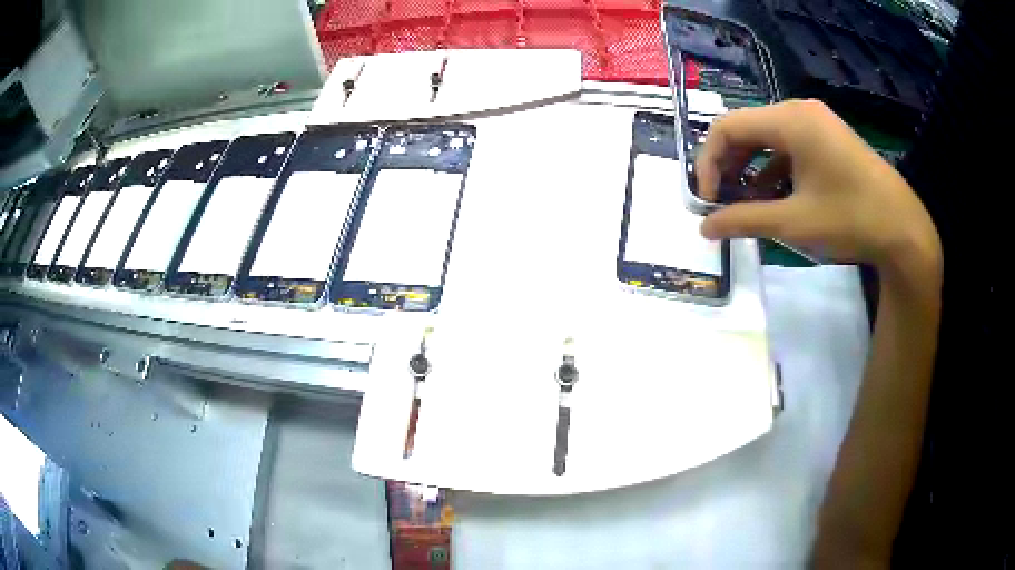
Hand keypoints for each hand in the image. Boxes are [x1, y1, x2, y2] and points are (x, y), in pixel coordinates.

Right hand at [695, 99, 940, 279]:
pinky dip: (776, 169)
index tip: (707, 201)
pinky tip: (776, 197)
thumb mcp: (793, 223)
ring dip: (751, 169)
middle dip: (729, 166)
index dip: (708, 163)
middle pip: (747, 129)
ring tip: (747, 204)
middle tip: (723, 203)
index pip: (727, 127)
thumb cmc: (849, 220)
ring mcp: (817, 122)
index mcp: (789, 120)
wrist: (903, 230)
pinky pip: (791, 145)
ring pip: (768, 138)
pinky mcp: (830, 138)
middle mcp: (799, 111)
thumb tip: (704, 227)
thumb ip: (743, 220)